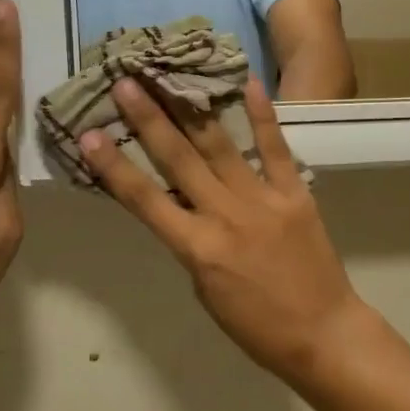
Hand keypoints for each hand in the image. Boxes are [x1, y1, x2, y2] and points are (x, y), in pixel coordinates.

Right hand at [80, 78, 373, 386]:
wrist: (322, 333)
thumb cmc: (257, 326)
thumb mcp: (206, 292)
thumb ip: (193, 245)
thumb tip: (186, 208)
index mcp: (197, 249)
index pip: (144, 201)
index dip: (113, 167)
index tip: (88, 135)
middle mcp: (225, 215)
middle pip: (179, 160)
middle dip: (148, 119)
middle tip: (125, 82)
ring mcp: (262, 199)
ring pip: (219, 146)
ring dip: (190, 110)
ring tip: (169, 77)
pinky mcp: (295, 193)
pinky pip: (275, 150)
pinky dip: (262, 117)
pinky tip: (249, 84)